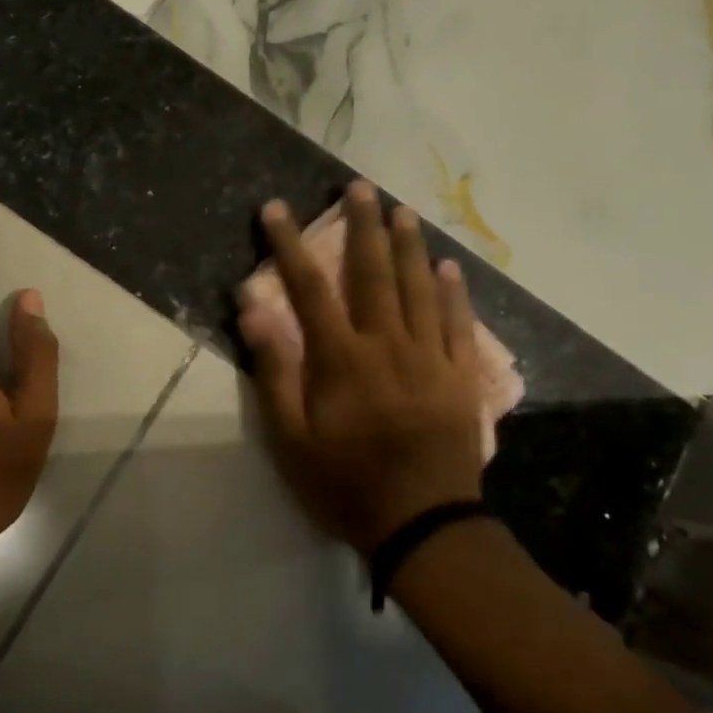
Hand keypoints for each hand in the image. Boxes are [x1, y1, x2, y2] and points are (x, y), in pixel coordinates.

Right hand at [239, 181, 488, 554]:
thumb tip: (252, 309)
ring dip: (409, 246)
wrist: (423, 525)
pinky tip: (449, 267)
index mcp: (340, 358)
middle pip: (373, 273)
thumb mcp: (290, 439)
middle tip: (359, 187)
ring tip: (402, 211)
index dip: (289, 244)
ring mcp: (429, 357)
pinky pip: (458, 323)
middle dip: (363, 226)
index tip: (275, 209)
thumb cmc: (345, 484)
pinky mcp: (460, 377)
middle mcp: (387, 344)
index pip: (309, 287)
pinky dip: (454, 292)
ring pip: (419, 288)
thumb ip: (273, 371)